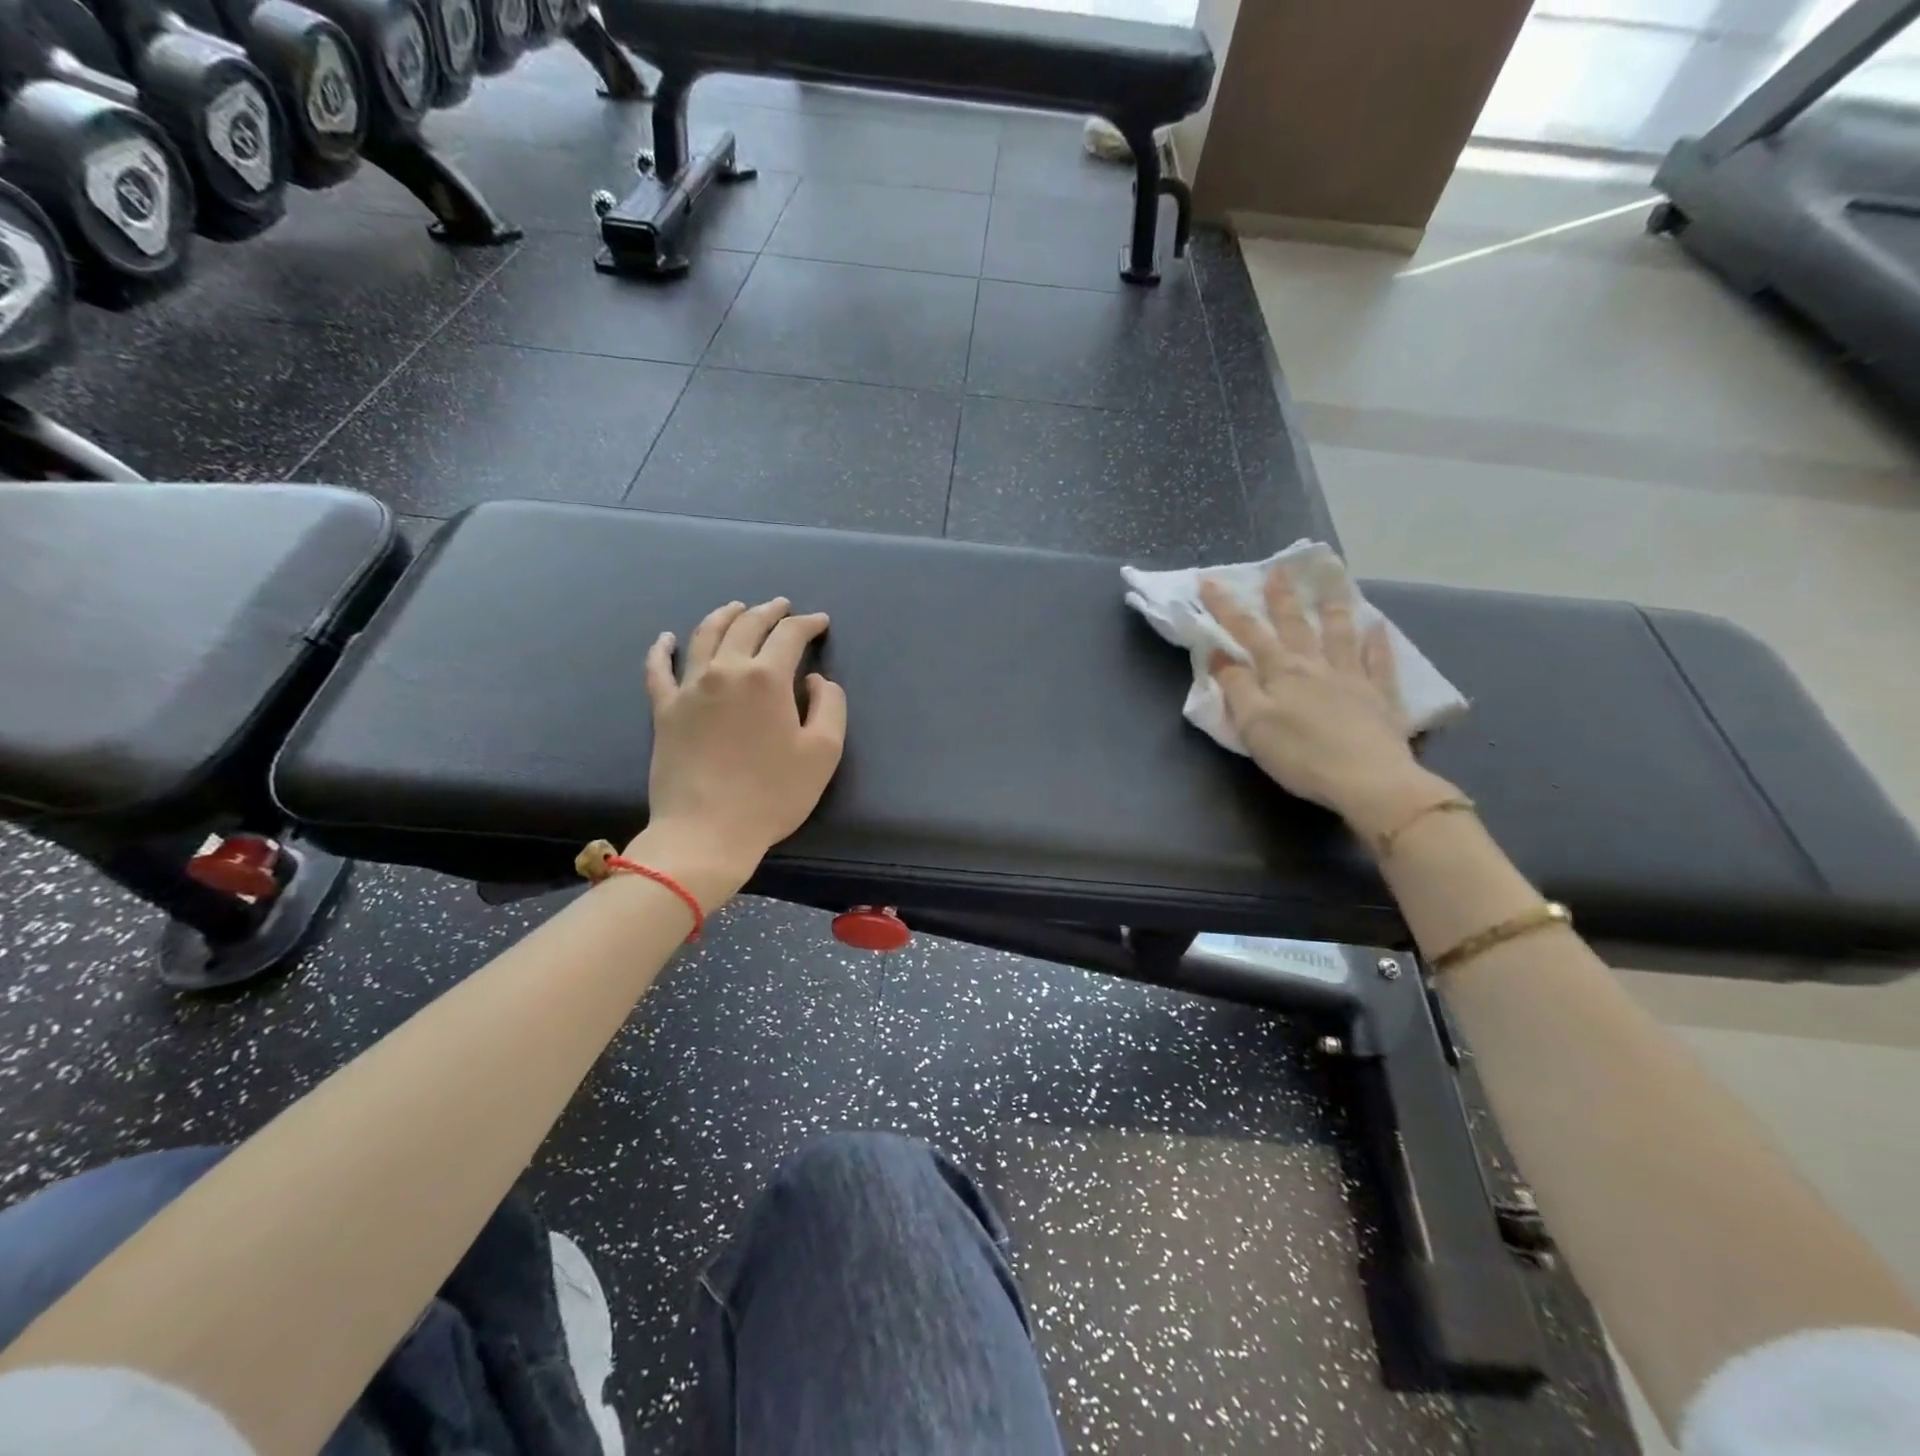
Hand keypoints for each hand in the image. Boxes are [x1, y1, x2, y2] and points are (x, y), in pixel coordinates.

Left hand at [635, 598, 847, 903]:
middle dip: (768, 611)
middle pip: (746, 626)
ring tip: (737, 608)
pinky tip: (666, 638)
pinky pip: (658, 669)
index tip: (820, 622)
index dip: (808, 624)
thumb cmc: (772, 794)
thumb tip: (814, 680)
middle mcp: (725, 671)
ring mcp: (689, 688)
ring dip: (724, 616)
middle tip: (782, 607)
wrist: (706, 832)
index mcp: (766, 677)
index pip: (789, 635)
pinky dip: (662, 649)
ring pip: (705, 636)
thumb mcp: (823, 752)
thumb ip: (830, 705)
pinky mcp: (664, 710)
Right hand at [1200, 567, 1448, 837]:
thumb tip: (1219, 654)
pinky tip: (1378, 627)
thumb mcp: (1253, 724)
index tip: (1210, 582)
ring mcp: (1352, 678)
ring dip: (1334, 606)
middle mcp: (1315, 666)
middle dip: (1282, 597)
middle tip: (1278, 569)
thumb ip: (1236, 687)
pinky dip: (1378, 643)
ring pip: (1340, 634)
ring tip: (1333, 580)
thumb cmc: (1301, 755)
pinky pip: (1379, 662)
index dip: (1226, 608)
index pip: (1247, 633)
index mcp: (1281, 673)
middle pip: (1295, 625)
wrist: (1368, 780)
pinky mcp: (1380, 697)